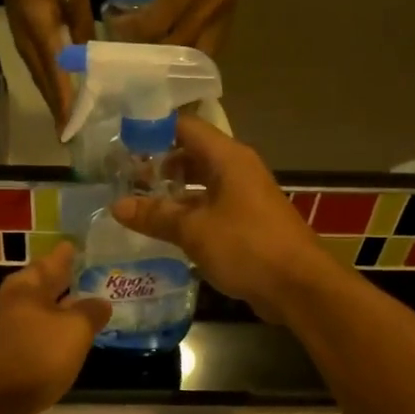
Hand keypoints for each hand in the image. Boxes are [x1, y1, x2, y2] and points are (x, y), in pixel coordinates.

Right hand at [0, 0, 95, 131]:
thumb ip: (83, 25)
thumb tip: (91, 56)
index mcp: (42, 33)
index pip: (56, 74)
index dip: (63, 100)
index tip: (68, 124)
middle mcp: (30, 48)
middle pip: (46, 86)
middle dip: (58, 111)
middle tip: (70, 136)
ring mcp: (25, 50)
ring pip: (42, 83)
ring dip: (54, 104)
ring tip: (66, 125)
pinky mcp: (25, 49)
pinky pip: (40, 76)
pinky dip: (50, 91)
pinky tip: (60, 100)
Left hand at [0, 242, 109, 413]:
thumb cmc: (34, 357)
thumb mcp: (74, 330)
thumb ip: (90, 312)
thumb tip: (101, 302)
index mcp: (26, 287)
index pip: (52, 260)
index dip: (67, 253)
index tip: (79, 243)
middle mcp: (14, 304)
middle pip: (43, 286)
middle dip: (65, 281)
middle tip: (91, 273)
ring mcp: (8, 332)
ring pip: (41, 312)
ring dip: (62, 309)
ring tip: (88, 307)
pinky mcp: (9, 358)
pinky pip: (38, 337)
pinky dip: (54, 335)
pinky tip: (69, 342)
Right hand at [111, 115, 336, 322]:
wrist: (298, 286)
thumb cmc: (247, 247)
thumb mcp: (194, 230)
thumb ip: (155, 216)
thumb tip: (117, 206)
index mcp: (228, 158)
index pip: (185, 127)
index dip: (152, 130)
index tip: (121, 141)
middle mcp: (236, 170)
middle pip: (191, 154)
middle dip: (157, 164)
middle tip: (121, 177)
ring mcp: (243, 198)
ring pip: (200, 184)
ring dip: (170, 192)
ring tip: (135, 204)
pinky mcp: (246, 224)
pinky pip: (209, 209)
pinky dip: (186, 214)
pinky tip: (162, 230)